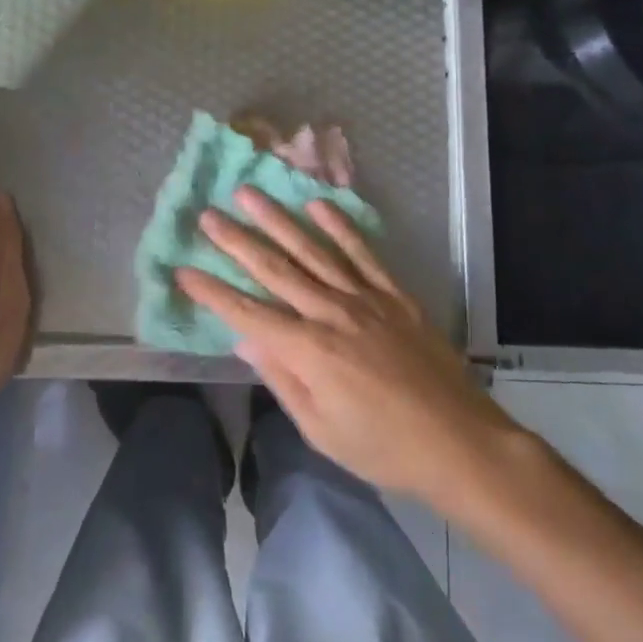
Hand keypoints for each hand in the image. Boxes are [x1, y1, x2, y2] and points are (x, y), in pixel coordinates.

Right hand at [176, 187, 517, 505]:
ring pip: (313, 250)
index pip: (248, 314)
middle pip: (275, 269)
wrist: (459, 441)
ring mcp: (365, 298)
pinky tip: (318, 205)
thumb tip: (244, 342)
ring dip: (278, 220)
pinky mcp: (393, 294)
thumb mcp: (321, 431)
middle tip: (207, 215)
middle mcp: (331, 313)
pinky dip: (339, 227)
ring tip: (249, 194)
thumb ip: (282, 380)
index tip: (183, 270)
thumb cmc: (383, 447)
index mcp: (309, 351)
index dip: (213, 292)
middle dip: (236, 241)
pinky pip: (362, 253)